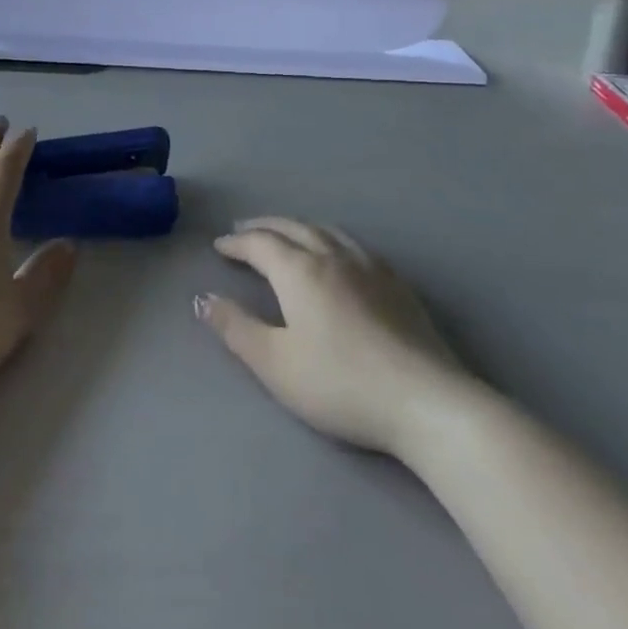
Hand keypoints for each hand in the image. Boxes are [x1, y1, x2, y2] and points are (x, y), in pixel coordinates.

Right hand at [197, 217, 474, 457]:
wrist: (426, 401)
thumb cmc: (340, 384)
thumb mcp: (275, 364)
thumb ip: (235, 328)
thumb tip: (202, 298)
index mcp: (300, 271)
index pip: (260, 244)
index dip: (236, 243)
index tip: (219, 247)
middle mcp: (333, 257)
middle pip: (293, 228)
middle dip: (264, 227)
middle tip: (244, 230)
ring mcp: (370, 267)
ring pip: (327, 231)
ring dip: (298, 227)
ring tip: (286, 234)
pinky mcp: (397, 284)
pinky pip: (354, 244)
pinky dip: (330, 238)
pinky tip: (337, 254)